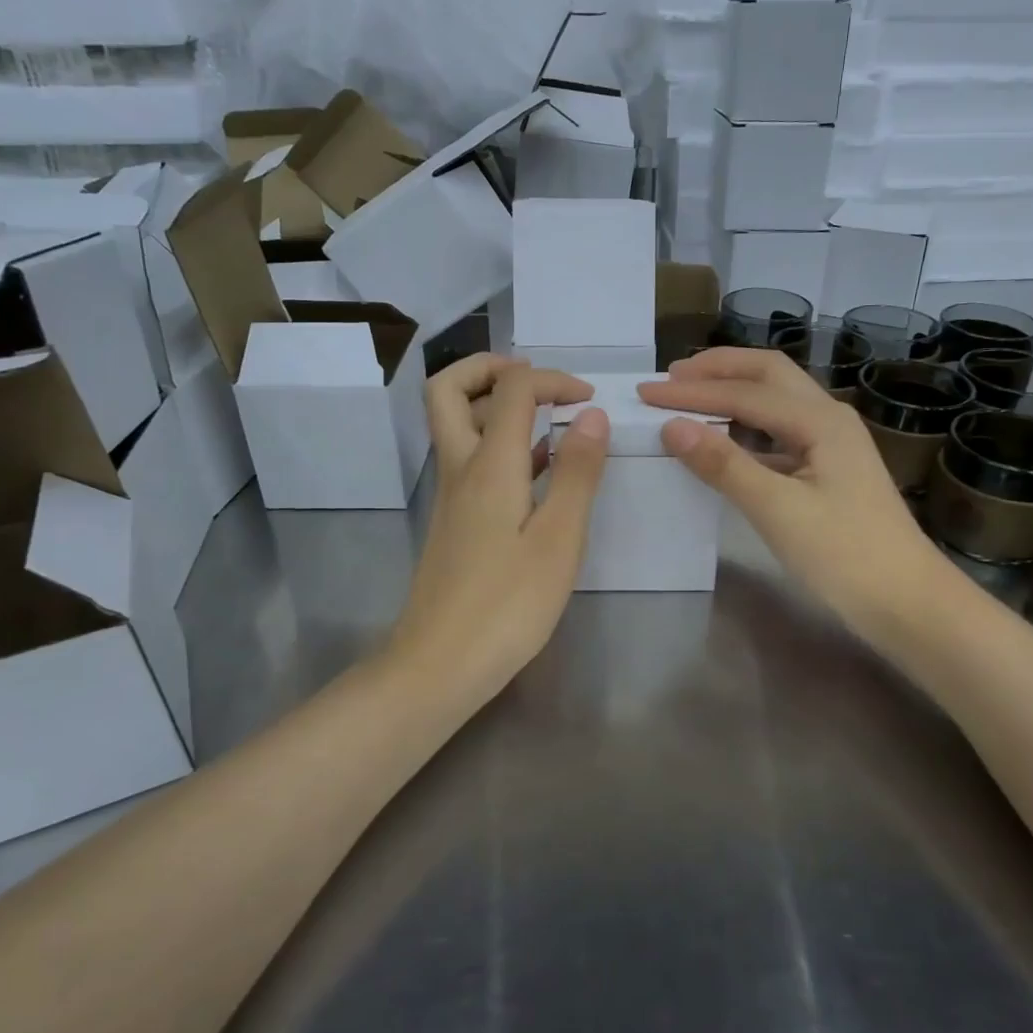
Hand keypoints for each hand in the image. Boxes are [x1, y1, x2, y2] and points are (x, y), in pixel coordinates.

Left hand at [388, 356, 608, 703]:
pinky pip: (469, 459)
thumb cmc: (507, 605)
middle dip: (490, 368)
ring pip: (455, 424)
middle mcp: (460, 468)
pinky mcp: (454, 521)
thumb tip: (592, 414)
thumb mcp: (558, 539)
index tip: (589, 400)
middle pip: (448, 390)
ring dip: (494, 405)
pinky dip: (498, 444)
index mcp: (488, 465)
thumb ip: (578, 473)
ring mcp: (451, 495)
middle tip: (535, 380)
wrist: (439, 665)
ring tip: (547, 420)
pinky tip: (537, 472)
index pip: (512, 389)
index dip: (552, 379)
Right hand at [640, 348, 947, 645]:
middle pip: (768, 375)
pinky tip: (726, 442)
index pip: (744, 393)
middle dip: (719, 370)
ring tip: (691, 397)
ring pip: (776, 401)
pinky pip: (780, 433)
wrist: (908, 603)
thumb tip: (672, 427)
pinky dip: (746, 427)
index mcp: (820, 420)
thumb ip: (725, 465)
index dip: (693, 392)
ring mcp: (832, 444)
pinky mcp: (829, 470)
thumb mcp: (778, 510)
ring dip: (734, 392)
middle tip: (671, 378)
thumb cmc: (846, 556)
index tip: (646, 393)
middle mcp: (828, 419)